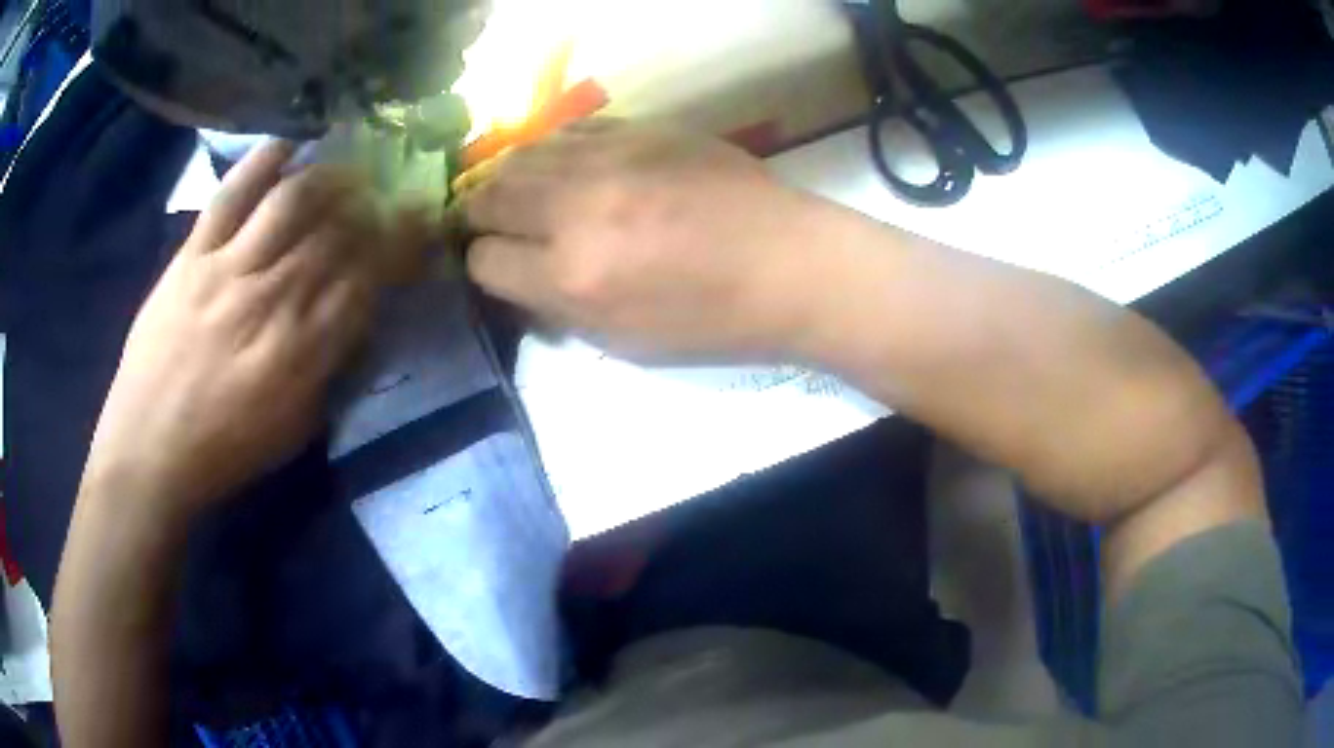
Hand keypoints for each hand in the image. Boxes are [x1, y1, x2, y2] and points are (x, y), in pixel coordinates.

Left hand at [83, 141, 432, 518]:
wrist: (147, 451)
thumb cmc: (223, 451)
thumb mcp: (294, 430)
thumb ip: (330, 370)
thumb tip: (357, 316)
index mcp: (301, 353)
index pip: (368, 279)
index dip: (401, 245)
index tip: (419, 225)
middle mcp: (271, 299)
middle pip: (336, 233)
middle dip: (374, 207)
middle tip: (387, 195)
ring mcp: (227, 269)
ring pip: (292, 201)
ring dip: (330, 178)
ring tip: (347, 171)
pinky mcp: (192, 256)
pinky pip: (231, 194)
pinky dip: (263, 161)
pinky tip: (289, 146)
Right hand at [461, 121, 822, 359]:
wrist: (789, 264)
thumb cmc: (713, 321)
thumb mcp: (624, 343)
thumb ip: (557, 308)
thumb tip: (517, 278)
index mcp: (572, 278)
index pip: (484, 261)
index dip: (485, 267)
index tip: (500, 266)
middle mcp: (576, 210)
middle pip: (488, 198)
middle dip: (479, 215)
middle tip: (491, 223)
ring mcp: (609, 159)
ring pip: (521, 156)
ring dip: (510, 178)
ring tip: (521, 193)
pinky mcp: (640, 129)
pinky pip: (570, 131)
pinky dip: (555, 151)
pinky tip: (567, 165)